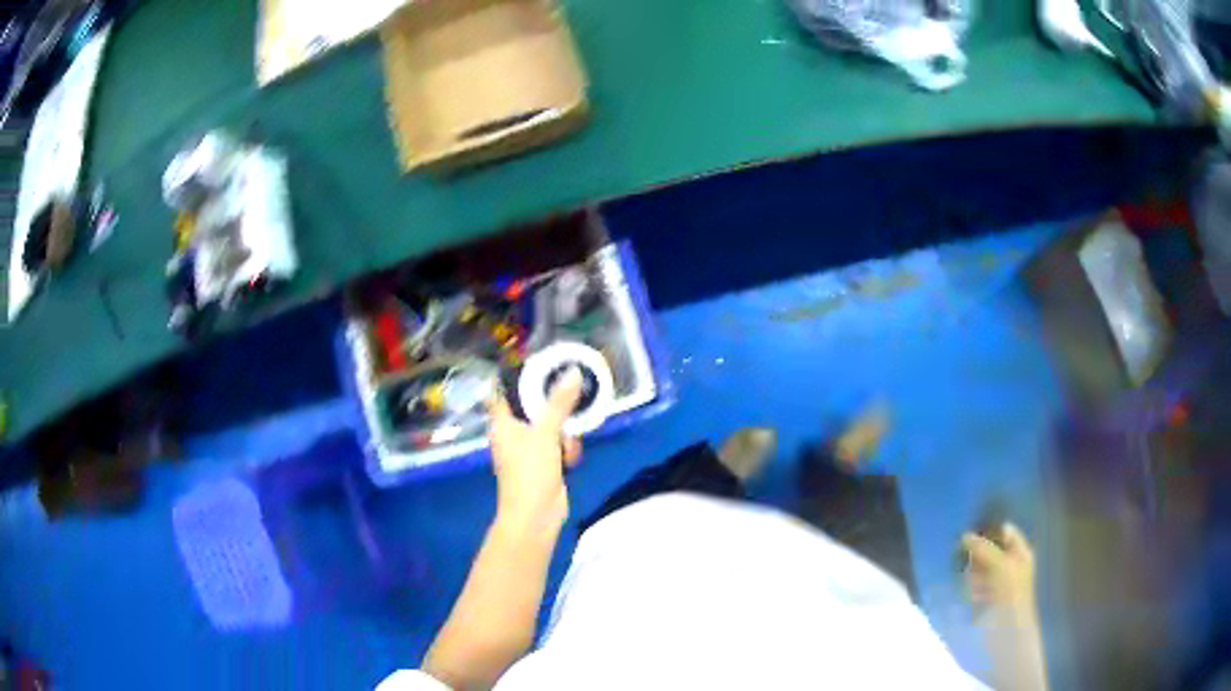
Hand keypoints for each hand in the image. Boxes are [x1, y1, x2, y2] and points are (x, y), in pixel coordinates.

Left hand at [487, 367, 583, 532]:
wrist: (536, 516)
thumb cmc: (530, 472)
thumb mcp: (546, 433)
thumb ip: (559, 402)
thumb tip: (572, 372)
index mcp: (503, 422)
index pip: (502, 390)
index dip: (516, 376)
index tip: (538, 364)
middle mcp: (513, 432)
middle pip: (533, 406)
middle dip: (554, 407)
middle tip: (571, 398)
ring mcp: (529, 448)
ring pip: (551, 425)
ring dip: (565, 433)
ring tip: (568, 443)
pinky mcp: (544, 462)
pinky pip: (558, 445)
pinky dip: (566, 449)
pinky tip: (571, 459)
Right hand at [962, 523, 1037, 623]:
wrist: (1007, 631)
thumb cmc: (1010, 593)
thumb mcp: (1000, 565)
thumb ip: (983, 549)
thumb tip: (964, 535)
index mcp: (1020, 552)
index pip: (1004, 531)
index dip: (989, 530)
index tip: (970, 532)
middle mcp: (1010, 564)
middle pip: (990, 549)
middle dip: (976, 553)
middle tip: (964, 556)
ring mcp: (998, 583)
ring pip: (980, 568)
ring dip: (971, 572)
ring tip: (969, 581)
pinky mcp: (986, 599)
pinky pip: (974, 586)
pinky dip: (969, 587)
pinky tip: (968, 593)